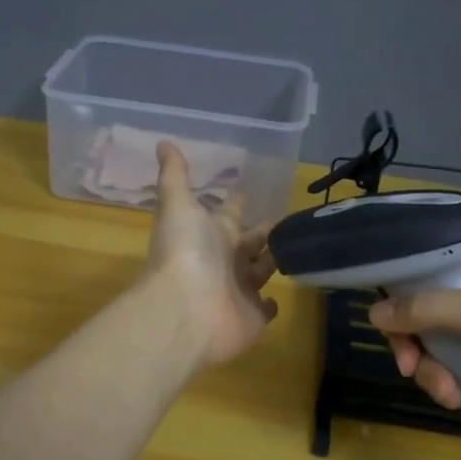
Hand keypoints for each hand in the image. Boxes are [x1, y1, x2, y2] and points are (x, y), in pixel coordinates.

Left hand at [140, 142, 278, 367]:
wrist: (186, 312)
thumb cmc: (186, 253)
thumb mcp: (179, 206)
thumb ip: (175, 177)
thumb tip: (163, 142)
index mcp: (211, 233)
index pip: (229, 213)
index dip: (238, 203)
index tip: (250, 191)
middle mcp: (226, 260)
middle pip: (249, 242)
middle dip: (264, 231)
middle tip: (288, 219)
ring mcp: (240, 290)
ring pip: (261, 270)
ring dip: (273, 260)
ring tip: (297, 248)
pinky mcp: (253, 317)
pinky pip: (264, 308)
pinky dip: (270, 303)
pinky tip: (277, 296)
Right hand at [368, 248, 460, 444]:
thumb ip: (426, 309)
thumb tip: (372, 312)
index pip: (430, 276)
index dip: (404, 302)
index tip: (392, 333)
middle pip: (429, 317)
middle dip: (419, 348)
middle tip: (411, 370)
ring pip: (442, 350)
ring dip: (435, 374)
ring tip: (450, 395)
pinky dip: (453, 386)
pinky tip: (460, 402)